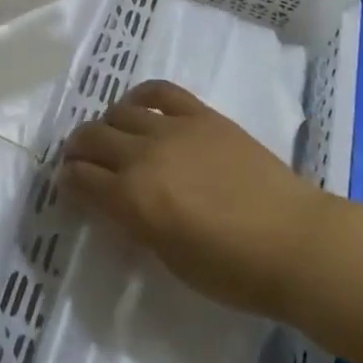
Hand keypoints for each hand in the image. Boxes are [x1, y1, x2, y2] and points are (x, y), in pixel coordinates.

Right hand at [62, 80, 329, 319]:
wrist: (294, 242)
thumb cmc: (233, 270)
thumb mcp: (170, 258)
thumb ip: (136, 224)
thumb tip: (118, 205)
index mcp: (132, 199)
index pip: (82, 180)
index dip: (69, 182)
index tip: (69, 186)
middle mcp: (143, 156)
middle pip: (92, 138)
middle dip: (79, 150)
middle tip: (81, 161)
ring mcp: (172, 129)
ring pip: (119, 112)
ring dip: (106, 125)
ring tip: (111, 137)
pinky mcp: (200, 115)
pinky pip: (160, 92)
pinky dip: (141, 95)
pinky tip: (138, 106)